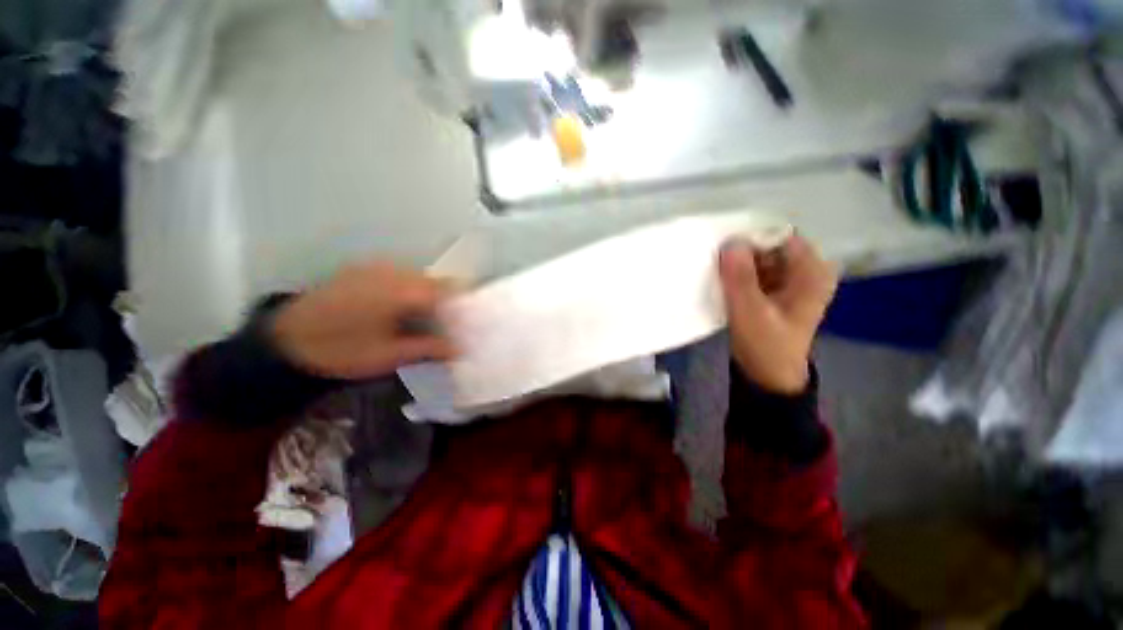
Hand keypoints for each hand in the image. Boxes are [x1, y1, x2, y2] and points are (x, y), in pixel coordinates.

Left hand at [270, 262, 454, 379]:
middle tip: (448, 326)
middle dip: (447, 302)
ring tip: (428, 320)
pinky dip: (411, 290)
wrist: (285, 340)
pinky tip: (404, 310)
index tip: (466, 325)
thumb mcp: (389, 356)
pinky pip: (400, 276)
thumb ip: (429, 348)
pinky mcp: (363, 270)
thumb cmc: (341, 351)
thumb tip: (460, 349)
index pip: (447, 291)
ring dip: (429, 296)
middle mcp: (393, 272)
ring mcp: (376, 268)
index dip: (461, 307)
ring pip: (418, 277)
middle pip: (435, 282)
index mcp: (401, 291)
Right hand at [718, 235, 837, 394]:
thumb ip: (740, 277)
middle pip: (771, 246)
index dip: (754, 238)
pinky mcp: (774, 290)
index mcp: (811, 274)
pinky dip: (738, 272)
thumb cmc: (765, 346)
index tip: (725, 247)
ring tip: (716, 270)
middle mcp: (804, 272)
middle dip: (743, 251)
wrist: (767, 375)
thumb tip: (730, 242)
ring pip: (760, 258)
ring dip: (738, 262)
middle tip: (716, 260)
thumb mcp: (750, 312)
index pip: (782, 237)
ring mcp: (788, 281)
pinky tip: (722, 279)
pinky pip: (755, 271)